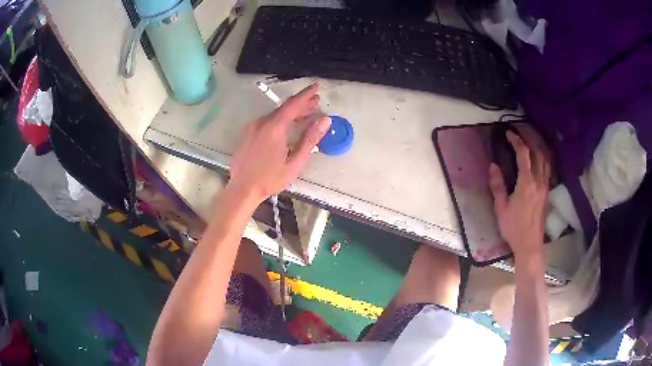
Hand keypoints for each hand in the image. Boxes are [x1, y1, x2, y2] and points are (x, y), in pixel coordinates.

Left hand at [227, 83, 331, 203]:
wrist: (242, 188)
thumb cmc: (270, 179)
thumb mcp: (295, 162)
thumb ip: (310, 140)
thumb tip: (325, 121)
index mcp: (275, 128)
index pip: (293, 104)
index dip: (306, 94)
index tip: (316, 86)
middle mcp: (262, 122)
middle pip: (284, 108)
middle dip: (301, 104)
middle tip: (315, 102)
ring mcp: (252, 127)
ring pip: (275, 114)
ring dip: (290, 112)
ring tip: (305, 114)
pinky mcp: (247, 133)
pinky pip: (266, 121)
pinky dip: (279, 119)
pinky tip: (286, 126)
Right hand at [489, 131, 550, 260]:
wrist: (530, 245)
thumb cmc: (513, 228)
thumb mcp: (501, 208)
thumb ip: (497, 186)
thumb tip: (493, 166)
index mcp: (526, 183)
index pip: (523, 155)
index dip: (516, 141)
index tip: (508, 133)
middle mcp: (539, 181)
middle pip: (538, 153)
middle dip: (529, 139)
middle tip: (520, 132)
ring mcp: (545, 187)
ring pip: (546, 160)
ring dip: (539, 147)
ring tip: (531, 140)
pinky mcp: (547, 193)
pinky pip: (548, 170)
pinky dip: (544, 159)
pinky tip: (539, 159)